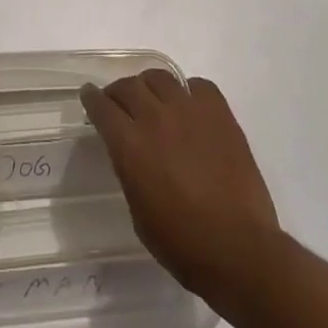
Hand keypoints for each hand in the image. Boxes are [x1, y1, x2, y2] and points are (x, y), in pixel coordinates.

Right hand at [80, 70, 281, 303]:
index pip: (102, 107)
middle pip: (128, 86)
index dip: (91, 98)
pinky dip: (188, 92)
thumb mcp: (139, 212)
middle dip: (117, 92)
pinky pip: (198, 86)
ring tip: (153, 99)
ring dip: (149, 86)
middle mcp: (155, 118)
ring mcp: (189, 110)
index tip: (88, 95)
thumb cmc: (183, 244)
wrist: (239, 250)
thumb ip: (130, 171)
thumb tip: (131, 153)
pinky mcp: (219, 113)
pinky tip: (189, 107)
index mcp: (130, 145)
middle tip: (119, 102)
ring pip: (159, 77)